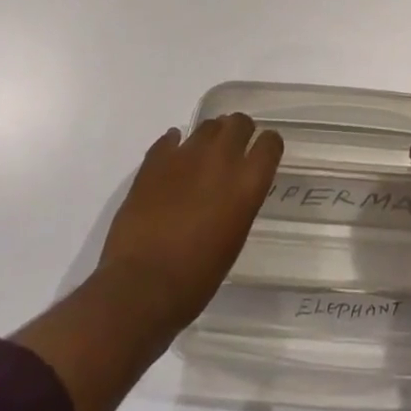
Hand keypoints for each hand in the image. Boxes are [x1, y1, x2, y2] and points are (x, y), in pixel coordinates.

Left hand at [96, 113, 283, 332]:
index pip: (270, 144)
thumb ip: (238, 204)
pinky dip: (175, 145)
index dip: (268, 146)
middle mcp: (221, 159)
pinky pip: (170, 139)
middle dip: (240, 132)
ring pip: (208, 126)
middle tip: (234, 150)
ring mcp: (186, 154)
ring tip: (203, 157)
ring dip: (210, 137)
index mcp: (246, 184)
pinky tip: (173, 159)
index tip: (263, 154)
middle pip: (239, 123)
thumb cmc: (195, 279)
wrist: (140, 287)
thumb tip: (233, 191)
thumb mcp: (233, 240)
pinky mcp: (155, 159)